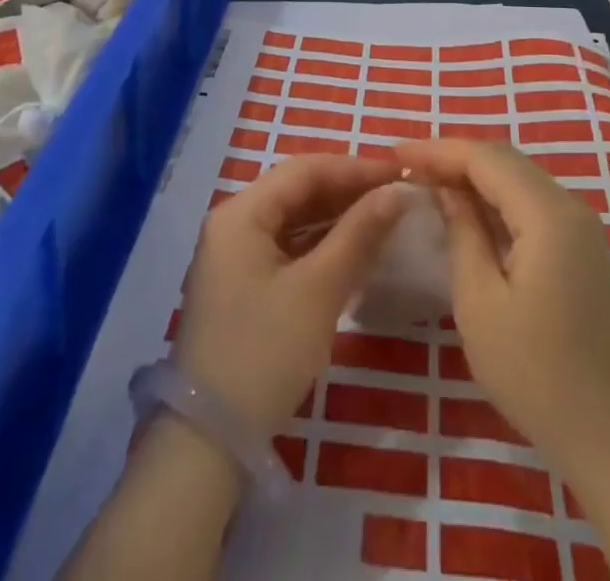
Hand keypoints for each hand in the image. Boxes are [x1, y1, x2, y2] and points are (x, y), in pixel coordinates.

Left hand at [173, 154, 404, 435]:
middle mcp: (234, 224)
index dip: (354, 167)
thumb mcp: (318, 290)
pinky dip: (322, 245)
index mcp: (241, 213)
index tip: (400, 172)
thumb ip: (359, 234)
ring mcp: (235, 256)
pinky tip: (355, 250)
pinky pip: (289, 248)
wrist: (210, 442)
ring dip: (338, 217)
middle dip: (348, 190)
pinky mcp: (244, 285)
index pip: (304, 170)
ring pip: (295, 220)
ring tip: (384, 217)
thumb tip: (397, 191)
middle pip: (298, 191)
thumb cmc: (265, 353)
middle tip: (396, 194)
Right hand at [396, 139, 609, 479]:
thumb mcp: (480, 302)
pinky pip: (531, 204)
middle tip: (408, 167)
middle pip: (505, 161)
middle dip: (454, 158)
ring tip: (429, 182)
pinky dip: (496, 198)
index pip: (486, 158)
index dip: (438, 150)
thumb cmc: (536, 374)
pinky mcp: (581, 250)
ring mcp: (580, 228)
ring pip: (519, 179)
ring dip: (474, 175)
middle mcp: (570, 207)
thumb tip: (447, 189)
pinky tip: (468, 211)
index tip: (395, 152)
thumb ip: (463, 232)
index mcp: (548, 214)